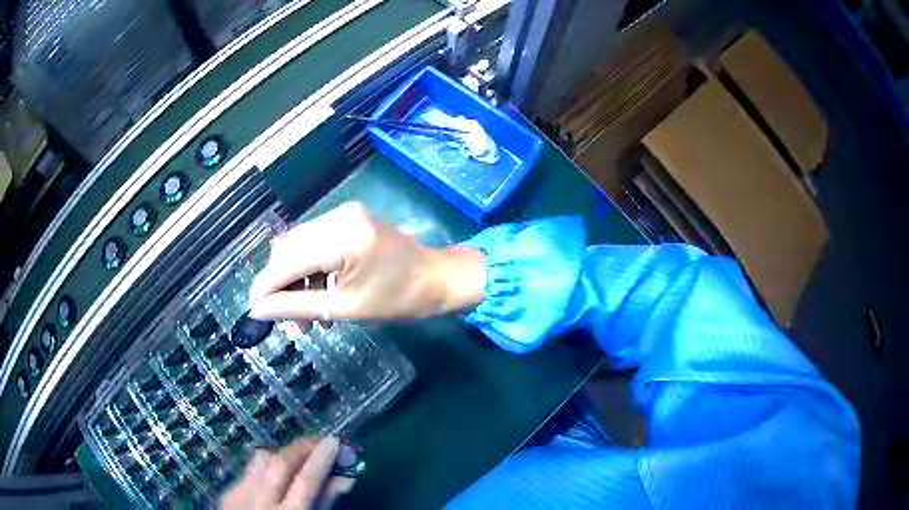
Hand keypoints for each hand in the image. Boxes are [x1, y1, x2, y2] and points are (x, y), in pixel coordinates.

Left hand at [219, 437, 352, 509]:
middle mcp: (259, 502)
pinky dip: (266, 466)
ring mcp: (238, 494)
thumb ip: (324, 501)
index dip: (320, 460)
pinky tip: (276, 473)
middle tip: (319, 441)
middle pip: (279, 464)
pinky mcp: (228, 491)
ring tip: (300, 457)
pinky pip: (250, 469)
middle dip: (302, 448)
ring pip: (261, 460)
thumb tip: (343, 477)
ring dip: (283, 455)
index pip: (305, 482)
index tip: (334, 441)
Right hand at [249, 202, 485, 321]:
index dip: (265, 287)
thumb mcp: (345, 308)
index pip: (286, 260)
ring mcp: (344, 214)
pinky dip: (311, 270)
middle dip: (281, 285)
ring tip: (307, 318)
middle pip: (288, 249)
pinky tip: (319, 297)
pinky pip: (316, 244)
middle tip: (288, 321)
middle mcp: (338, 216)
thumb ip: (296, 306)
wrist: (439, 279)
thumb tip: (258, 311)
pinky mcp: (348, 220)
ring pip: (299, 247)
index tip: (253, 311)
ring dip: (296, 281)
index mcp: (341, 236)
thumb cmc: (401, 299)